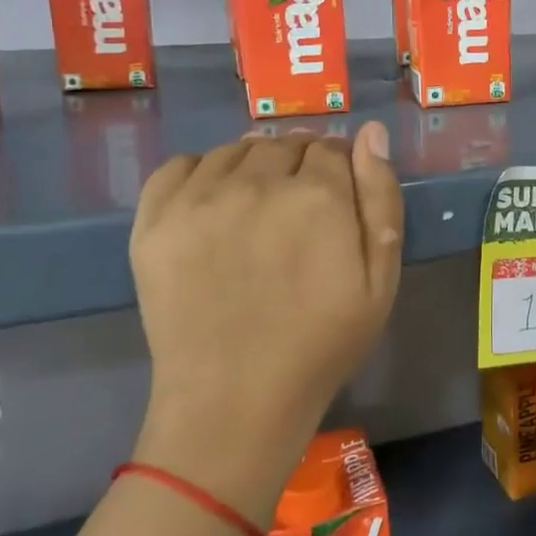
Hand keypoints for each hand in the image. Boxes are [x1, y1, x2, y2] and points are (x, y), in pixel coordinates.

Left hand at [127, 124, 403, 521]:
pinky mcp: (154, 221)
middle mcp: (257, 182)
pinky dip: (201, 172)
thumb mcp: (380, 279)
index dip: (339, 168)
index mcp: (318, 195)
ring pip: (235, 150)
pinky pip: (179, 165)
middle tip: (299, 210)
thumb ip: (381, 199)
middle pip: (285, 144)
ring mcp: (199, 199)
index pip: (332, 147)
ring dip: (254, 165)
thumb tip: (371, 133)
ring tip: (257, 207)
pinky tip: (213, 203)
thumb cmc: (321, 344)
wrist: (235, 402)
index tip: (337, 198)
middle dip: (300, 164)